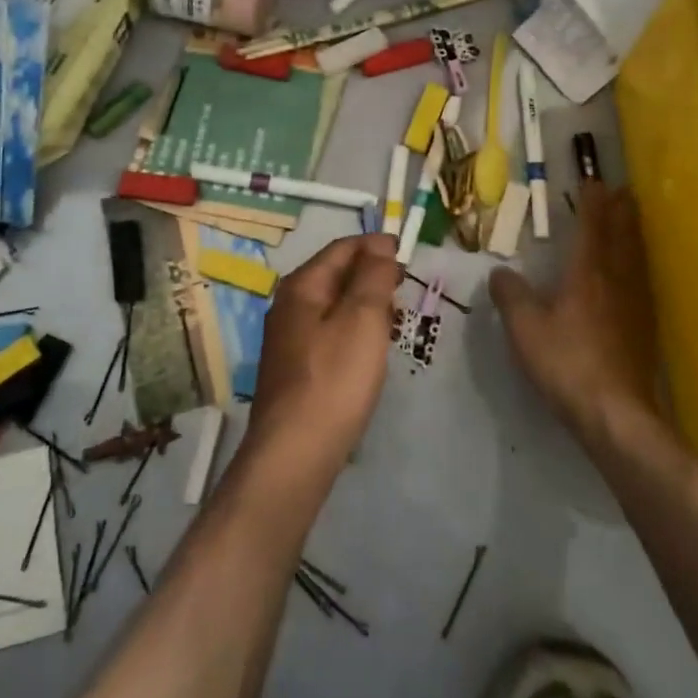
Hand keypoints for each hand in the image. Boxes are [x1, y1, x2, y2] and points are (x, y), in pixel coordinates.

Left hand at [244, 234, 402, 480]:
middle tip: (405, 288)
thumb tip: (380, 244)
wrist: (295, 452)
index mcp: (302, 286)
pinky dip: (354, 330)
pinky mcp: (295, 368)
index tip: (409, 254)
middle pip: (336, 274)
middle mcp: (289, 305)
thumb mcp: (363, 318)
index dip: (376, 245)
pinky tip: (370, 351)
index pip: (342, 248)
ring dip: (365, 304)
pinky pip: (329, 333)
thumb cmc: (335, 378)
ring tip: (394, 319)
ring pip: (334, 305)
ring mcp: (289, 338)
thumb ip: (373, 276)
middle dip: (372, 274)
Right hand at [490, 182, 659, 448]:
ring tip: (633, 219)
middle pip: (623, 236)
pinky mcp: (645, 329)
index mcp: (588, 274)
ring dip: (634, 233)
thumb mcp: (525, 329)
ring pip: (637, 257)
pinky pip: (643, 281)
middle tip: (623, 190)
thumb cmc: (566, 363)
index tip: (593, 181)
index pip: (592, 227)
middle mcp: (616, 281)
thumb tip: (499, 272)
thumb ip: (510, 296)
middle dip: (621, 211)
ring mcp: (636, 305)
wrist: (616, 413)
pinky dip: (639, 264)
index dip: (592, 203)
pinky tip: (636, 274)